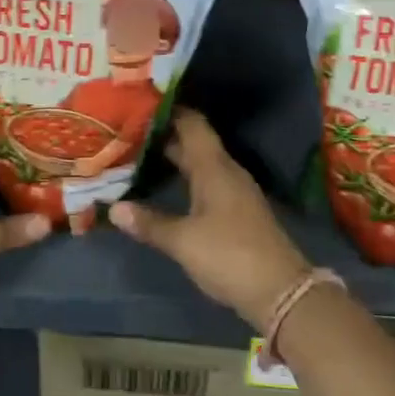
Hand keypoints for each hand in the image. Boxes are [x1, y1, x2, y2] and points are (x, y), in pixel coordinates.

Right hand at [108, 109, 309, 329]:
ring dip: (175, 158)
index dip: (169, 110)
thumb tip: (114, 208)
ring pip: (201, 163)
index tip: (140, 104)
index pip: (192, 123)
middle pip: (194, 142)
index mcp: (214, 167)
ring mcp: (235, 191)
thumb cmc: (229, 255)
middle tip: (129, 131)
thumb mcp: (183, 240)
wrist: (281, 291)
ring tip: (141, 156)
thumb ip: (149, 222)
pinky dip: (186, 179)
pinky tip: (167, 188)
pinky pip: (208, 182)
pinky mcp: (237, 211)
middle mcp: (226, 171)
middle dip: (164, 135)